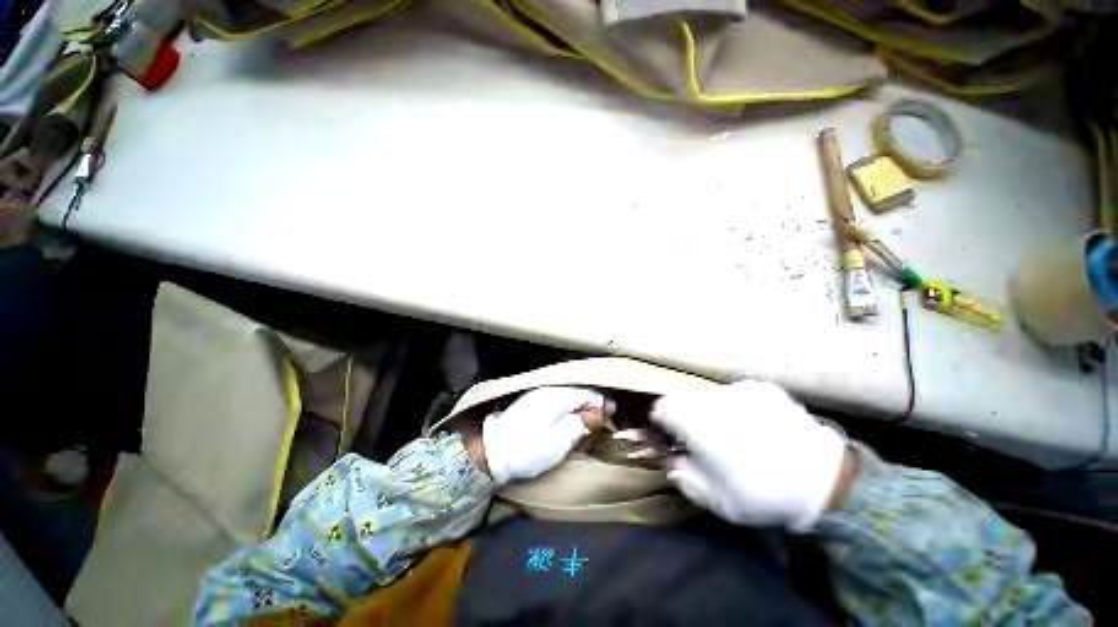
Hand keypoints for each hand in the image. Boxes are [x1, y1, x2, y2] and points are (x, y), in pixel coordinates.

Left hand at [481, 387, 610, 484]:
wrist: (492, 452)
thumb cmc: (529, 449)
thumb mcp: (559, 441)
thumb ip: (581, 423)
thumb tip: (601, 411)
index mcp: (557, 395)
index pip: (587, 392)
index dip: (602, 402)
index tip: (613, 414)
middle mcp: (548, 388)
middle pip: (578, 389)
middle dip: (593, 401)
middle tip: (604, 417)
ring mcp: (538, 392)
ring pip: (568, 392)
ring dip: (581, 402)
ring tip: (590, 417)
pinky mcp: (532, 400)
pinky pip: (558, 396)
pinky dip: (569, 404)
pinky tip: (571, 414)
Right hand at [651, 380, 848, 531]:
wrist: (824, 479)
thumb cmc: (763, 495)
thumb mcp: (715, 500)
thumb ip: (682, 476)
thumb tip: (668, 458)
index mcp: (698, 425)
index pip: (663, 407)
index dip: (661, 420)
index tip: (668, 434)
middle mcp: (714, 400)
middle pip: (684, 399)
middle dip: (684, 416)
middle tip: (699, 438)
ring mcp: (740, 391)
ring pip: (708, 396)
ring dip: (709, 411)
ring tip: (731, 433)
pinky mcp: (762, 388)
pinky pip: (735, 394)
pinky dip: (734, 407)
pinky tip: (753, 426)